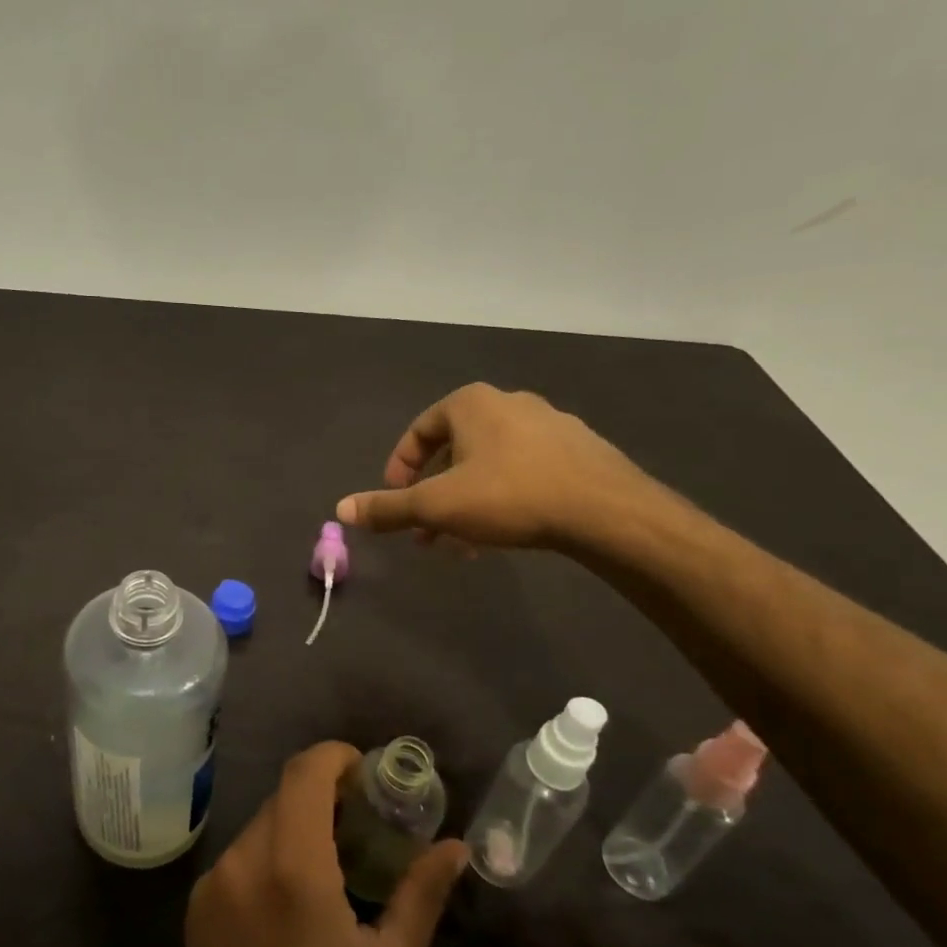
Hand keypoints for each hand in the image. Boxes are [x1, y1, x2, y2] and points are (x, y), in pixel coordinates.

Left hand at [180, 743, 466, 946]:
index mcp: (291, 868)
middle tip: (361, 823)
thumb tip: (455, 847)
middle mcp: (241, 863)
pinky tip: (292, 902)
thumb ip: (421, 894)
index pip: (304, 773)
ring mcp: (210, 889)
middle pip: (282, 799)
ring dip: (295, 830)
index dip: (335, 757)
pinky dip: (268, 859)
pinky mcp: (194, 916)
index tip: (364, 772)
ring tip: (333, 867)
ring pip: (259, 829)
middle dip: (322, 798)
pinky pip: (238, 863)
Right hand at [335, 382, 656, 550]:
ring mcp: (549, 424)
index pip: (419, 430)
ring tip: (461, 543)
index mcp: (471, 403)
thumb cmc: (510, 496)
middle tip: (426, 531)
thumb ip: (388, 508)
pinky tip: (503, 534)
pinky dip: (502, 498)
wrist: (606, 511)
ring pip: (489, 464)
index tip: (397, 502)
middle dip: (434, 494)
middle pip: (454, 450)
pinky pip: (524, 471)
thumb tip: (340, 508)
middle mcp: (508, 403)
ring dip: (466, 501)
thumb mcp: (438, 506)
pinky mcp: (579, 450)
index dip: (399, 468)